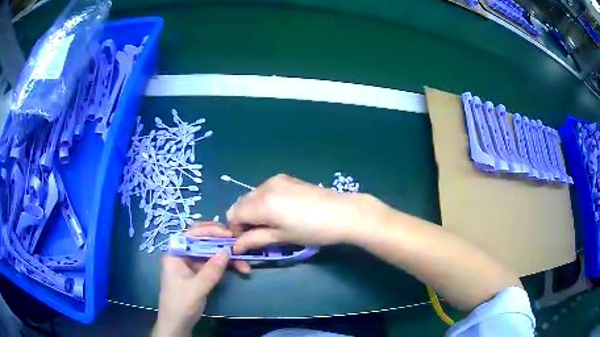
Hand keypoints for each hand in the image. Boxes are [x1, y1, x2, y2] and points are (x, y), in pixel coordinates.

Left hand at [153, 222, 249, 336]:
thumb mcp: (196, 288)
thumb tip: (226, 252)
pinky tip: (238, 269)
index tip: (228, 233)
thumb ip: (211, 271)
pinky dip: (225, 266)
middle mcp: (183, 255)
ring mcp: (191, 265)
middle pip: (202, 241)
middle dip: (221, 243)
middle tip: (239, 243)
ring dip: (227, 257)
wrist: (177, 323)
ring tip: (245, 264)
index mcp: (175, 254)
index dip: (209, 231)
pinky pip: (213, 265)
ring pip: (211, 254)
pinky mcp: (199, 274)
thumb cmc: (181, 304)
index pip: (191, 235)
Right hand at [227, 174, 389, 253]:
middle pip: (240, 203)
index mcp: (261, 203)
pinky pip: (264, 190)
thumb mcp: (281, 237)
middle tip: (258, 234)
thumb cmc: (312, 230)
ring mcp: (275, 179)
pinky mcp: (285, 178)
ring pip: (251, 196)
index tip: (247, 241)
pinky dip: (263, 202)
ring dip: (252, 210)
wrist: (343, 213)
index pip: (233, 214)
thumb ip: (254, 240)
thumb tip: (235, 247)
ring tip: (271, 223)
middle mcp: (264, 186)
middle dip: (243, 220)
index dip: (235, 230)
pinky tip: (280, 211)